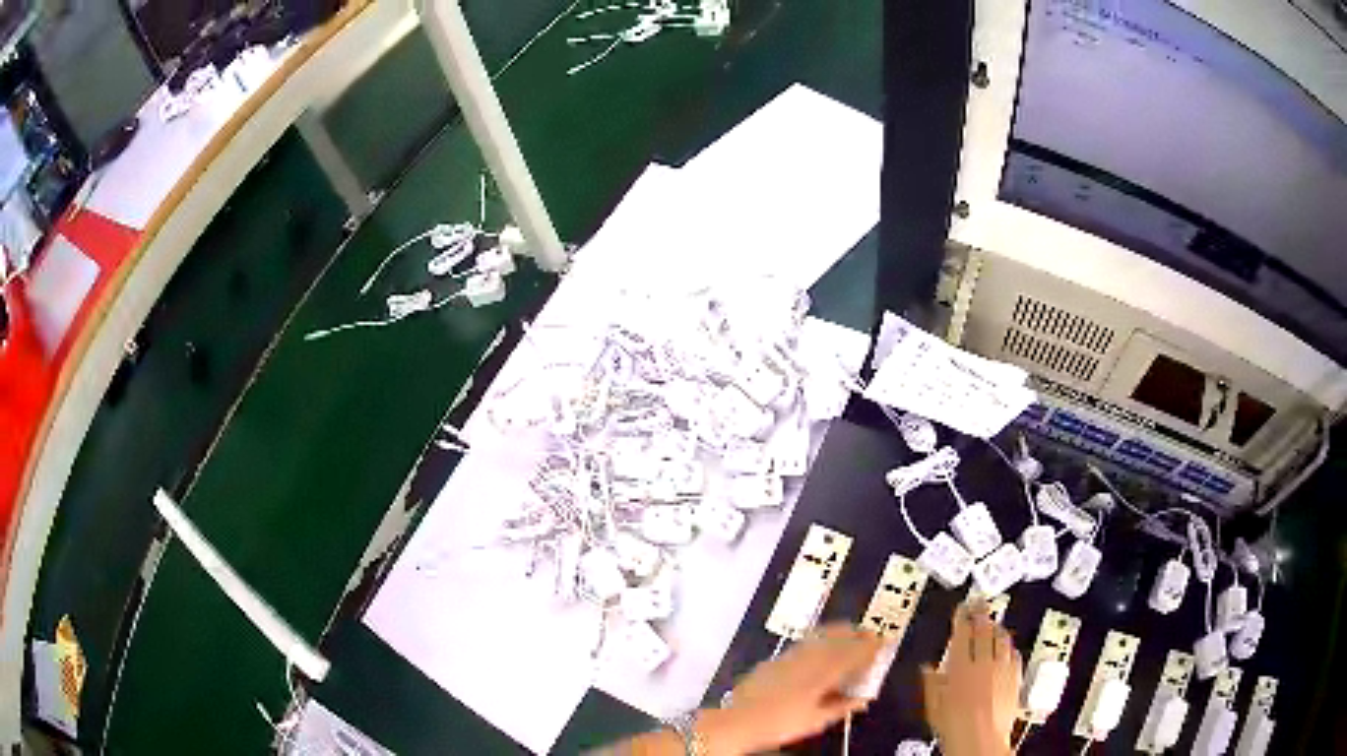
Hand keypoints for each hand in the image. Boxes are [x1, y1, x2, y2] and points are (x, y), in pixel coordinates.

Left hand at [704, 624, 882, 753]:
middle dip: (857, 634)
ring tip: (851, 631)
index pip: (853, 654)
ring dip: (839, 632)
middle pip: (838, 638)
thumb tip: (863, 699)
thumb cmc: (781, 725)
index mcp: (823, 675)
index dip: (871, 646)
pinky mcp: (776, 658)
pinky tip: (822, 643)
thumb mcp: (817, 721)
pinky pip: (806, 641)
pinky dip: (821, 638)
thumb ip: (842, 707)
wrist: (739, 721)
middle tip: (872, 633)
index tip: (885, 641)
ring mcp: (790, 656)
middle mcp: (808, 659)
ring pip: (821, 636)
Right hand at [921, 600, 1021, 755]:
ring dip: (997, 627)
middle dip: (981, 614)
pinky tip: (1008, 647)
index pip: (962, 633)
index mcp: (961, 668)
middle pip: (985, 630)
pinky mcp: (1015, 679)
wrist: (980, 742)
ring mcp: (1002, 670)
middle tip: (980, 603)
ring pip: (1003, 639)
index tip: (961, 608)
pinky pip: (1015, 654)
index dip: (961, 617)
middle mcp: (984, 664)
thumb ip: (932, 684)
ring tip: (994, 621)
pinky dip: (1010, 647)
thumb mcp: (934, 707)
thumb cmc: (956, 729)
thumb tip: (927, 670)